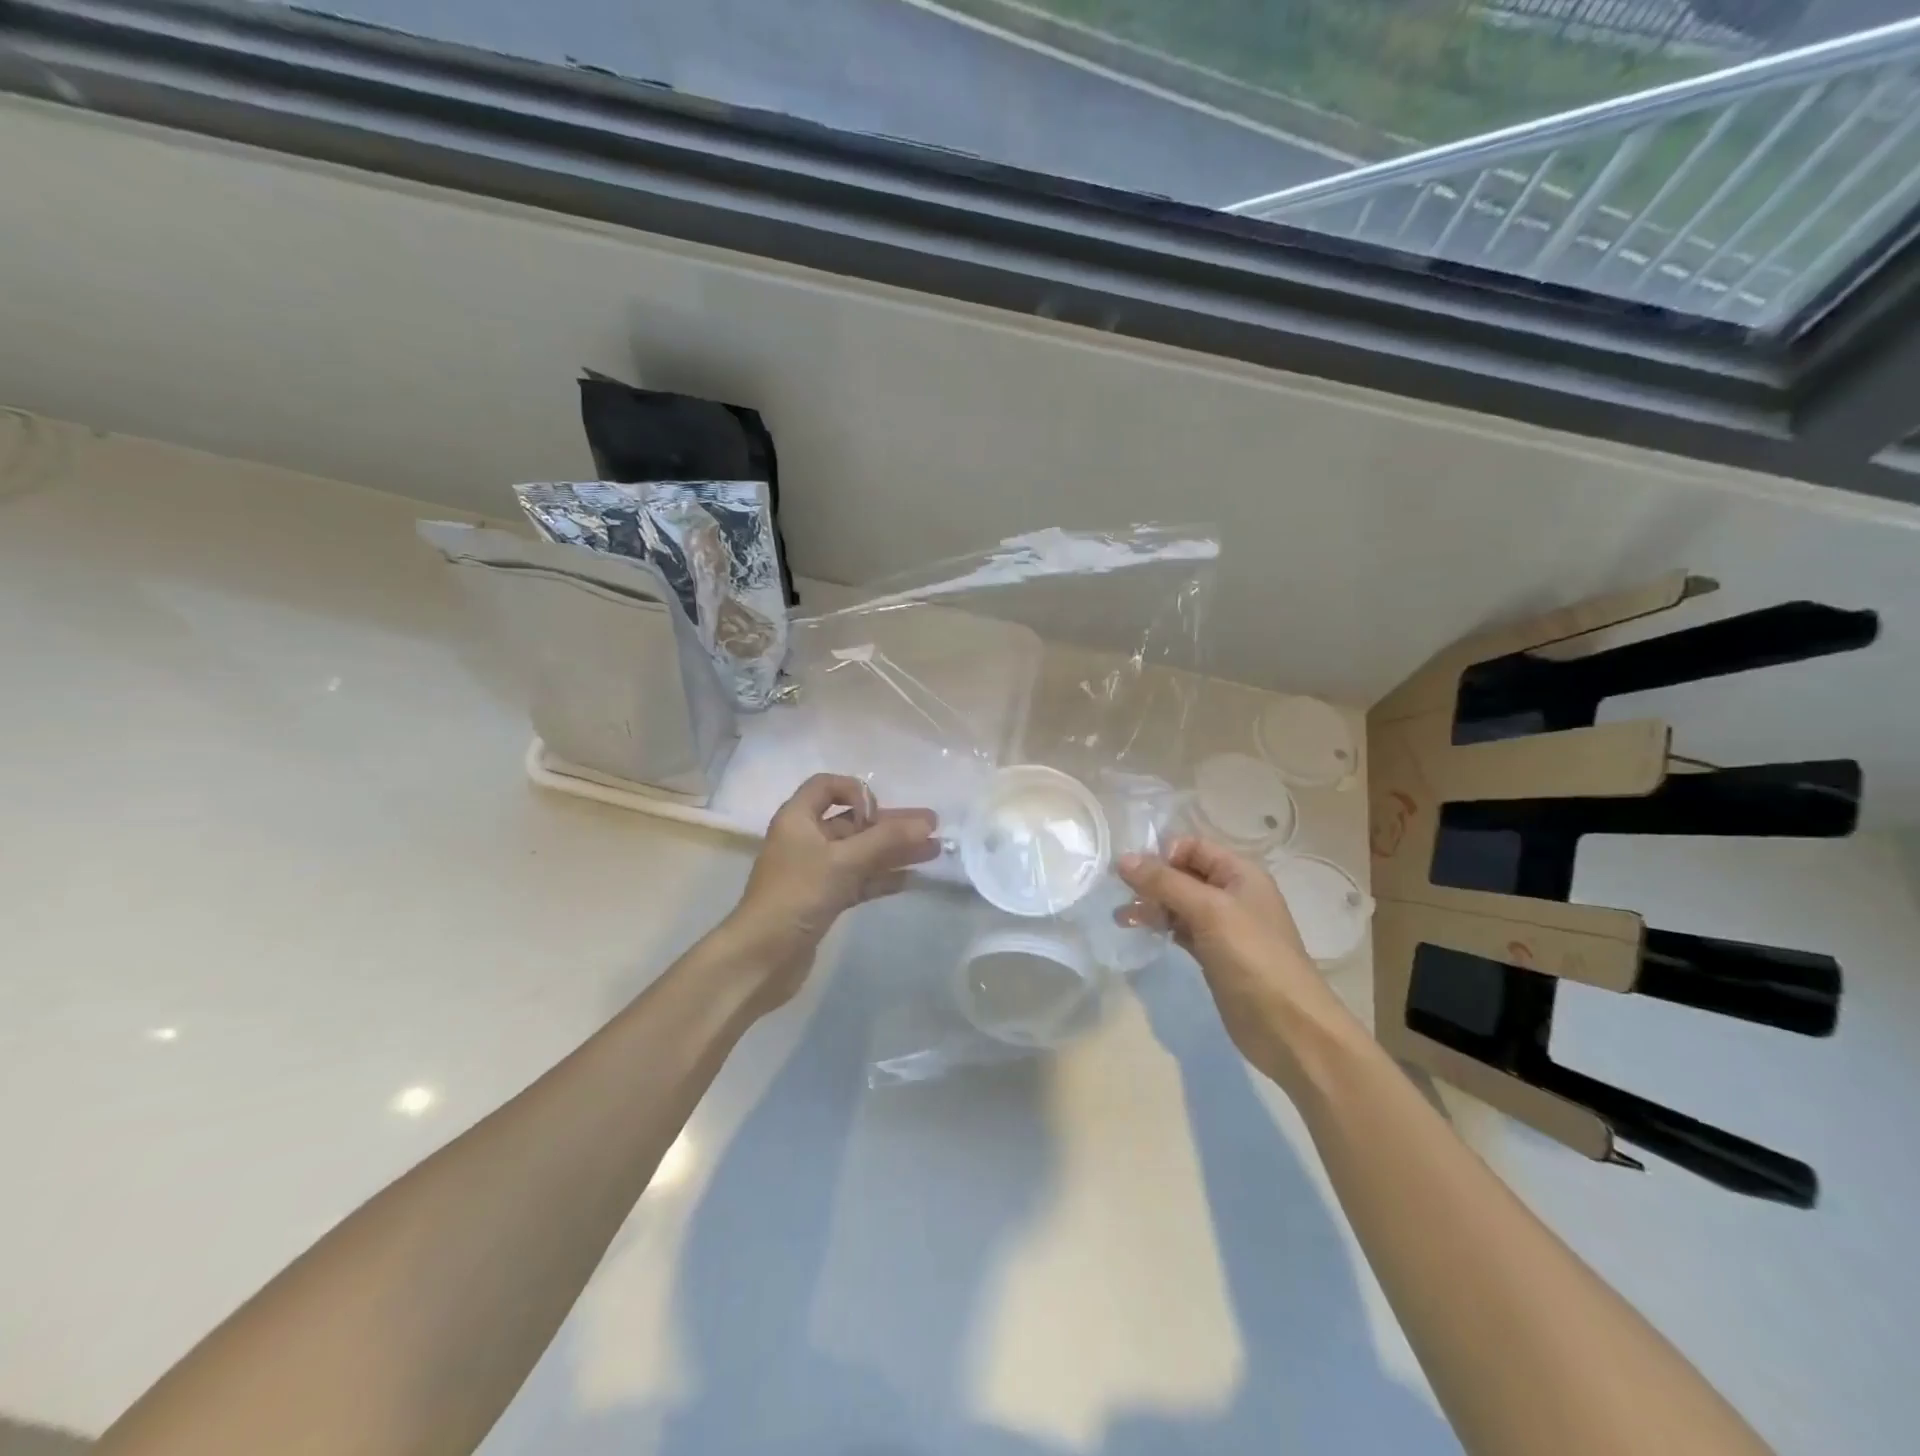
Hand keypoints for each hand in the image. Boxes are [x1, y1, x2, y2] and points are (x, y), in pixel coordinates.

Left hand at [724, 774, 939, 1013]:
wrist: (761, 957)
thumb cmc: (797, 896)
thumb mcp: (843, 861)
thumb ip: (886, 840)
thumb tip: (926, 823)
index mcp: (798, 819)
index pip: (827, 786)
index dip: (855, 791)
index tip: (876, 813)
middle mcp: (806, 840)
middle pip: (853, 822)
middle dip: (891, 824)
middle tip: (932, 826)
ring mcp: (815, 872)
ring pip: (860, 853)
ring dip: (894, 850)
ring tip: (933, 851)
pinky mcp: (824, 900)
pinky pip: (859, 880)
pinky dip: (883, 877)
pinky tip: (913, 878)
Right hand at [1117, 836, 1344, 1081]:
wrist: (1288, 1027)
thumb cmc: (1252, 957)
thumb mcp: (1208, 911)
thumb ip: (1165, 882)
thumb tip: (1123, 859)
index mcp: (1240, 873)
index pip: (1193, 846)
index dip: (1161, 853)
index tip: (1130, 871)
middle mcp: (1232, 894)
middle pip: (1183, 873)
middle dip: (1151, 879)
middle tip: (1118, 893)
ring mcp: (1223, 926)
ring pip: (1179, 903)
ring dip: (1151, 904)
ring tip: (1121, 917)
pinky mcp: (1214, 955)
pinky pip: (1181, 929)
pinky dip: (1160, 926)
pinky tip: (1139, 930)